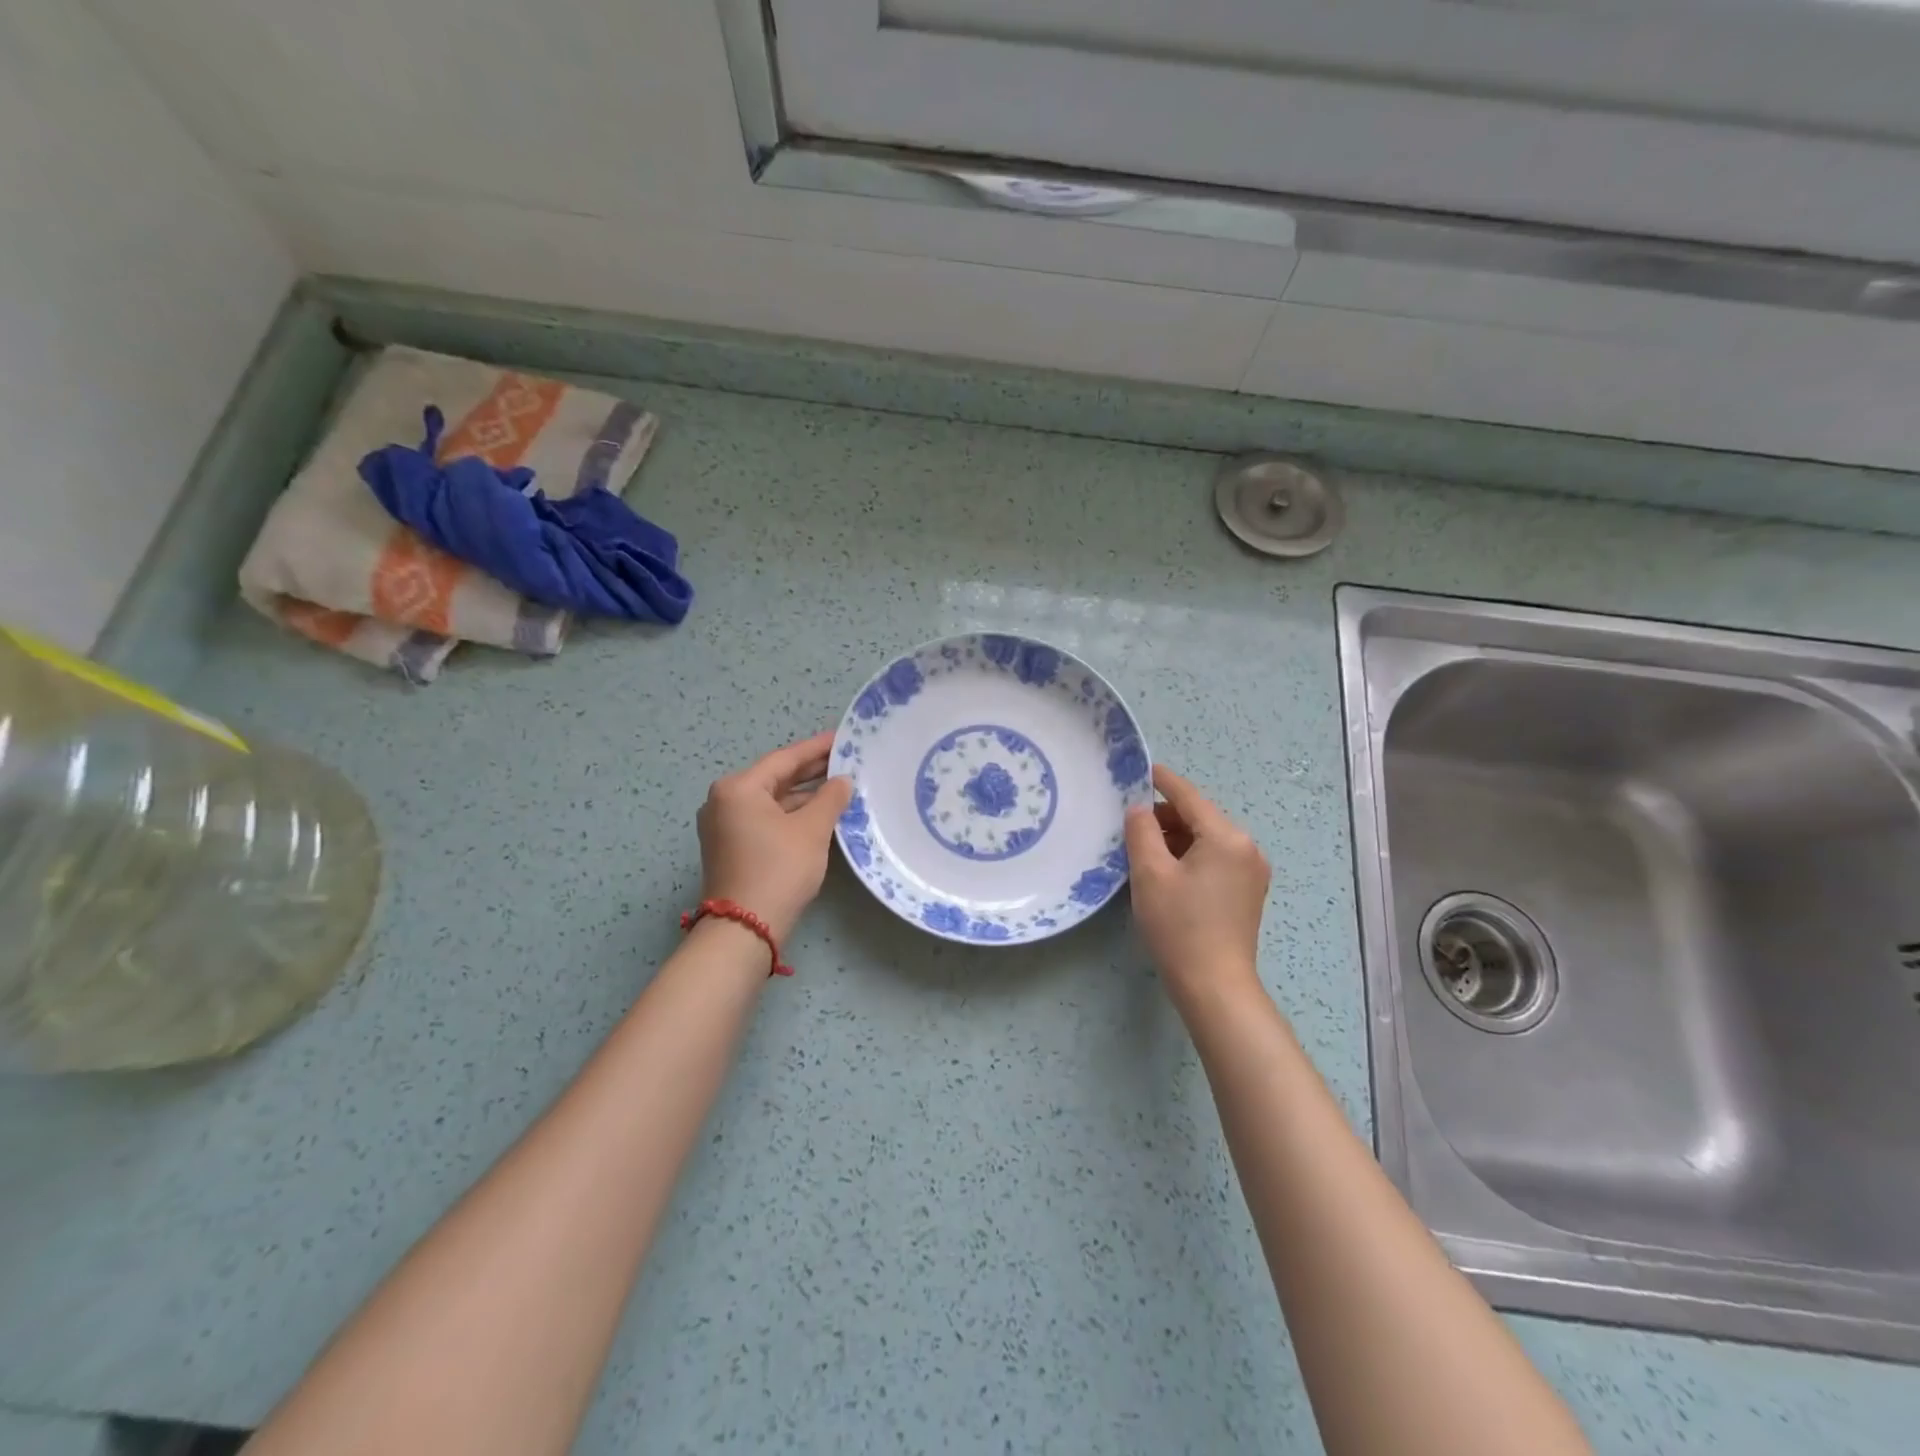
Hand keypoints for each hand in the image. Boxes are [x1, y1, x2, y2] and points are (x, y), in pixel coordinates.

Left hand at [697, 731, 854, 940]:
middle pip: (775, 778)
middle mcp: (724, 801)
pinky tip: (818, 813)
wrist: (745, 928)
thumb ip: (830, 798)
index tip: (842, 738)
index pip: (784, 759)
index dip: (816, 748)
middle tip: (845, 760)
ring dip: (803, 795)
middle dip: (810, 771)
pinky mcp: (731, 847)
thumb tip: (842, 781)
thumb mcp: (811, 830)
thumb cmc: (779, 868)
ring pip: (771, 801)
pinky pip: (765, 819)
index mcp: (738, 788)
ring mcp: (724, 826)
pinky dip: (790, 814)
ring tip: (838, 786)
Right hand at [1125, 764, 1270, 1001]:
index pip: (1189, 797)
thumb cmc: (1179, 926)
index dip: (1162, 781)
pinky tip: (1166, 872)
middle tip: (1129, 826)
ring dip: (1176, 839)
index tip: (1141, 769)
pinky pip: (1215, 860)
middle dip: (1165, 817)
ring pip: (1206, 840)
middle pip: (1199, 818)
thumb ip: (1141, 831)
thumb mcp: (1150, 873)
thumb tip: (1139, 809)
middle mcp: (1246, 848)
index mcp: (1226, 837)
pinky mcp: (1247, 893)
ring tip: (1142, 851)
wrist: (1215, 986)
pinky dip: (1190, 857)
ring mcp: (1251, 872)